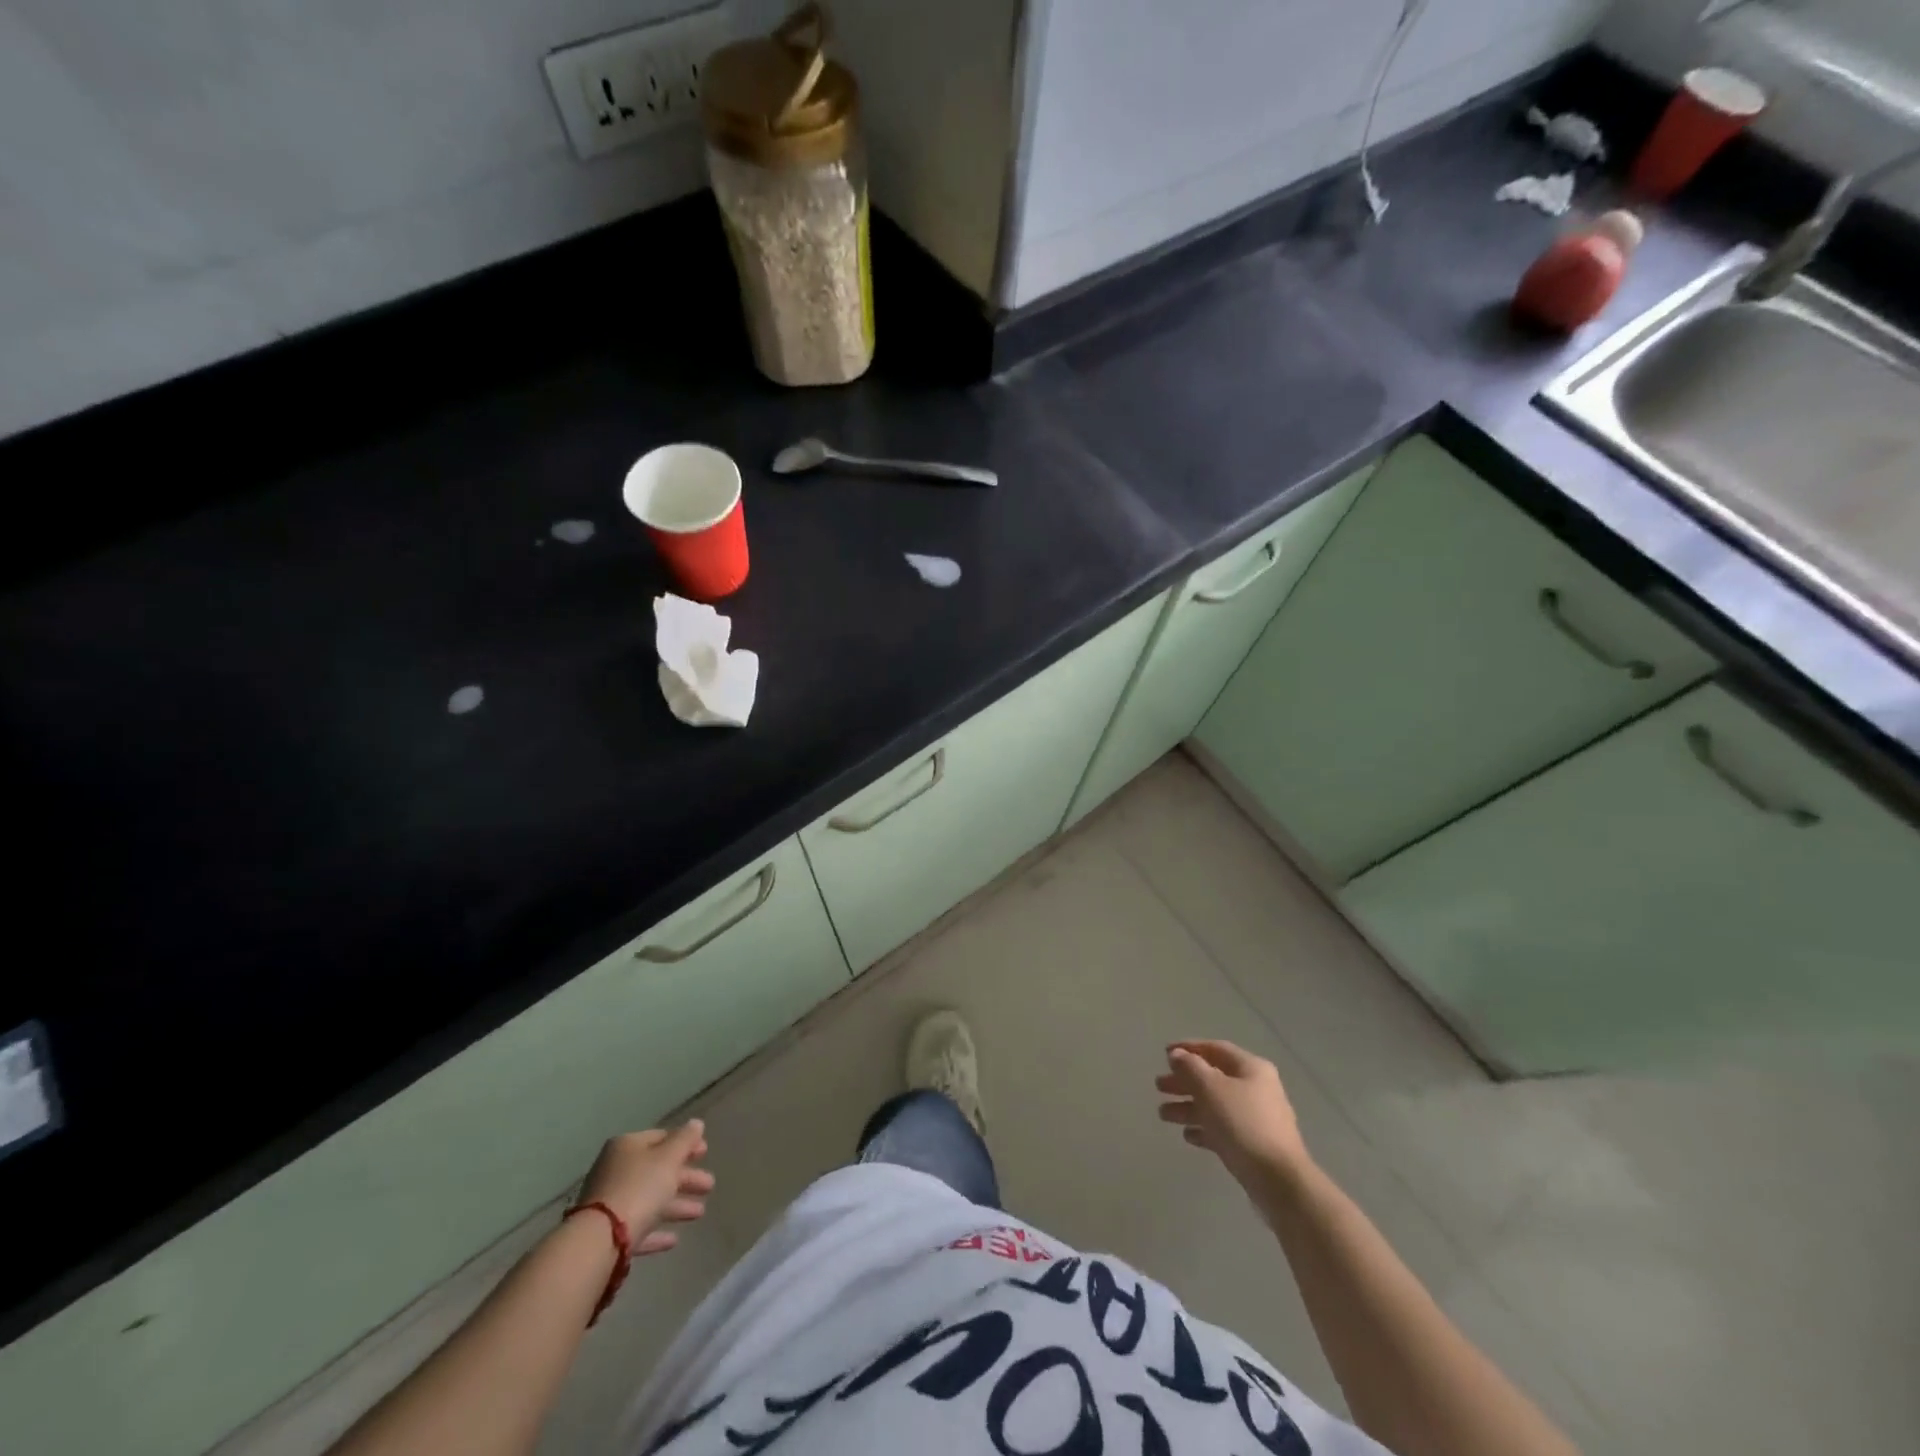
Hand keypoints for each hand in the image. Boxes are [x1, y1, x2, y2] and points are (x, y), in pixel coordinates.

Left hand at [577, 1120, 714, 1255]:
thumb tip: (696, 1123)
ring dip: (676, 1204)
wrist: (600, 1240)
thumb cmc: (639, 1188)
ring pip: (650, 1199)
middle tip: (709, 1185)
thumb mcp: (668, 1158)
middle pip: (657, 1170)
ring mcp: (610, 1203)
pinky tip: (674, 1240)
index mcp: (627, 1146)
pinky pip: (638, 1226)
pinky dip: (656, 1230)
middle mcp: (616, 1170)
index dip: (685, 1143)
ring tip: (700, 1213)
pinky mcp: (608, 1233)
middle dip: (685, 1178)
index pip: (661, 1138)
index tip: (705, 1153)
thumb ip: (685, 1140)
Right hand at [1156, 1040, 1309, 1185]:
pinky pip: (1223, 1130)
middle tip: (1159, 1086)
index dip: (1188, 1048)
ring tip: (1163, 1114)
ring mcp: (1256, 1119)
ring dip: (1188, 1107)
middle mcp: (1256, 1089)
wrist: (1279, 1181)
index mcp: (1251, 1068)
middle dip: (1184, 1081)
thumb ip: (1190, 1067)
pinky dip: (1204, 1129)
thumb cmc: (1243, 1124)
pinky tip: (1187, 1136)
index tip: (1164, 1054)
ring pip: (1215, 1105)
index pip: (1215, 1048)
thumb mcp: (1211, 1088)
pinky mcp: (1253, 1145)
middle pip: (1213, 1078)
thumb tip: (1177, 1055)